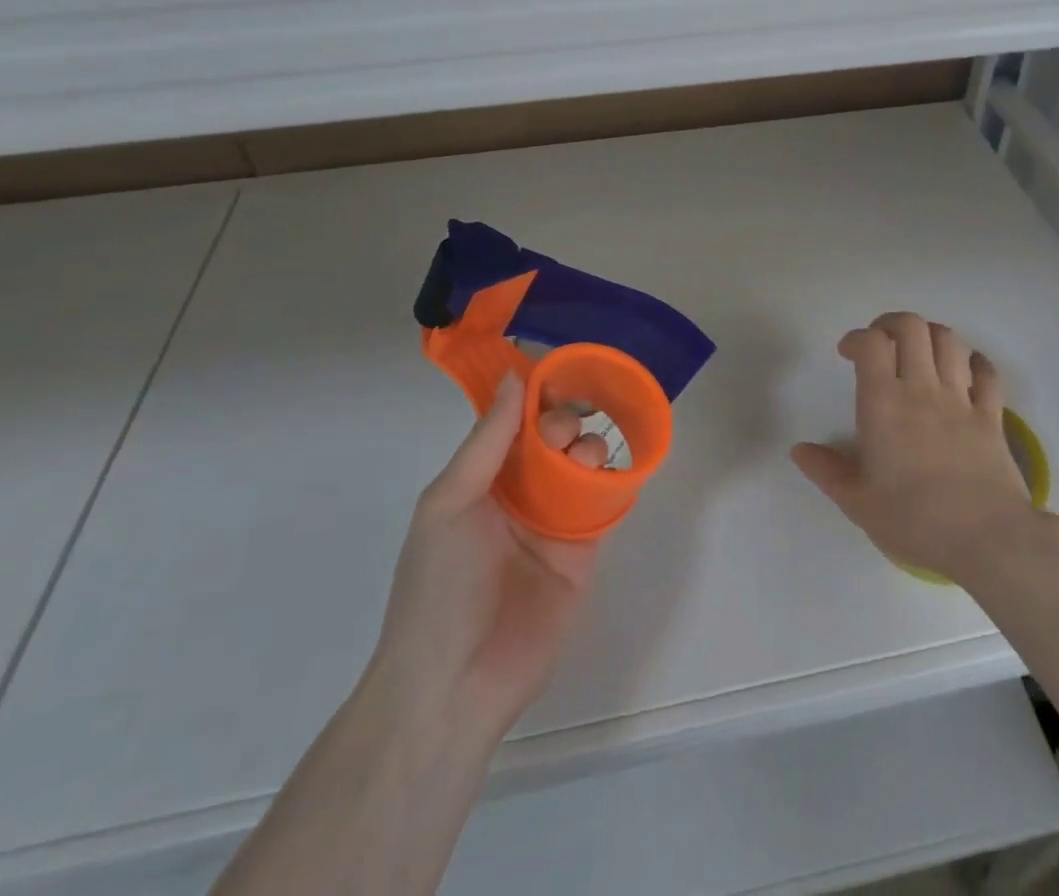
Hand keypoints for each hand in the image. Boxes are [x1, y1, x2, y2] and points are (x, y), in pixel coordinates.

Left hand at [365, 375, 608, 745]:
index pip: (514, 421)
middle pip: (553, 438)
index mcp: (481, 478)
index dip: (535, 396)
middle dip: (563, 420)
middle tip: (563, 433)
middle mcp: (519, 492)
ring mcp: (553, 521)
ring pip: (582, 463)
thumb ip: (487, 440)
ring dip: (589, 447)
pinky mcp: (584, 550)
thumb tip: (514, 376)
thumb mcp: (449, 502)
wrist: (455, 686)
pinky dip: (615, 480)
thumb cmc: (440, 585)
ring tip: (584, 458)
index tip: (559, 372)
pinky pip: (605, 503)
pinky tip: (618, 469)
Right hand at [791, 311, 1038, 582]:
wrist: (987, 538)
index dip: (857, 338)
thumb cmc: (914, 519)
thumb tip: (799, 450)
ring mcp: (961, 399)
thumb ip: (826, 470)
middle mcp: (922, 388)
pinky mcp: (992, 416)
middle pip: (912, 327)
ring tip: (919, 354)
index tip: (848, 354)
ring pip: (949, 340)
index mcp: (884, 403)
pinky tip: (964, 371)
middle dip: (892, 324)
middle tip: (881, 344)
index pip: (871, 343)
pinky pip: (987, 372)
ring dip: (930, 336)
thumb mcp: (858, 502)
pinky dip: (974, 362)